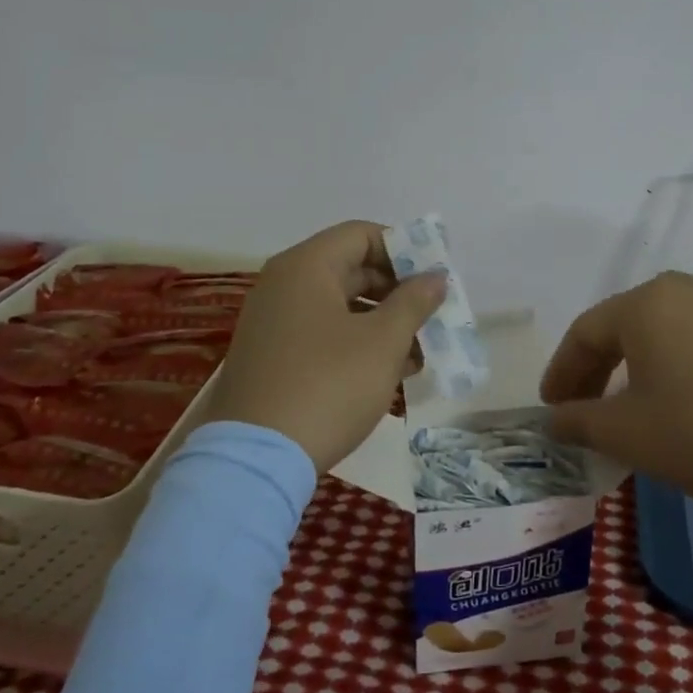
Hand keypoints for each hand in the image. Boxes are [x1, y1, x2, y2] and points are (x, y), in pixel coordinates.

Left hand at [205, 221, 445, 472]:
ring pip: (340, 306)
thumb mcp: (382, 342)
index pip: (361, 234)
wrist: (258, 458)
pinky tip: (388, 373)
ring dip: (382, 323)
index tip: (434, 279)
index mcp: (306, 267)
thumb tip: (435, 277)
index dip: (403, 250)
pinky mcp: (272, 356)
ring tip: (419, 354)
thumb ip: (414, 302)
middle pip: (351, 269)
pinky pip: (322, 333)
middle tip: (432, 317)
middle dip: (398, 292)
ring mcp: (274, 322)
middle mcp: (283, 285)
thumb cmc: (329, 385)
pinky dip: (356, 344)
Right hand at [539, 271, 692, 518]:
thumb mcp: (626, 434)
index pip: (585, 332)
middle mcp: (687, 289)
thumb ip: (578, 421)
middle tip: (584, 406)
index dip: (562, 371)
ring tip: (635, 399)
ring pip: (668, 327)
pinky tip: (690, 389)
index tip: (551, 407)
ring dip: (641, 361)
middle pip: (626, 323)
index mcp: (646, 303)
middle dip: (599, 366)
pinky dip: (683, 359)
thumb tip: (554, 418)